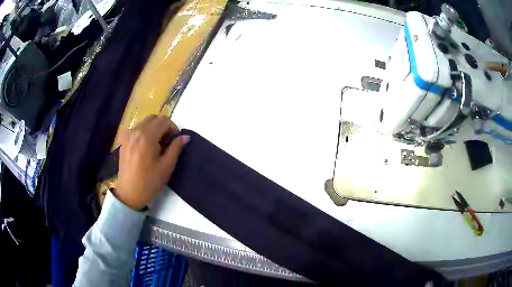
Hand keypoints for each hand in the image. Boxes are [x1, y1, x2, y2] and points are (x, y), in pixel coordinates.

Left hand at [115, 115, 189, 209]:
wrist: (129, 193)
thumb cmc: (150, 181)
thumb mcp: (167, 166)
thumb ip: (176, 148)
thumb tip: (185, 137)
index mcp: (147, 136)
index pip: (164, 120)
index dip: (173, 127)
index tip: (175, 140)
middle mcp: (136, 131)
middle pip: (153, 118)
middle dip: (163, 126)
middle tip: (166, 142)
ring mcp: (128, 135)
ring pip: (144, 123)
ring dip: (153, 129)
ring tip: (156, 146)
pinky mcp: (123, 140)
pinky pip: (136, 129)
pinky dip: (144, 133)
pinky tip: (145, 148)